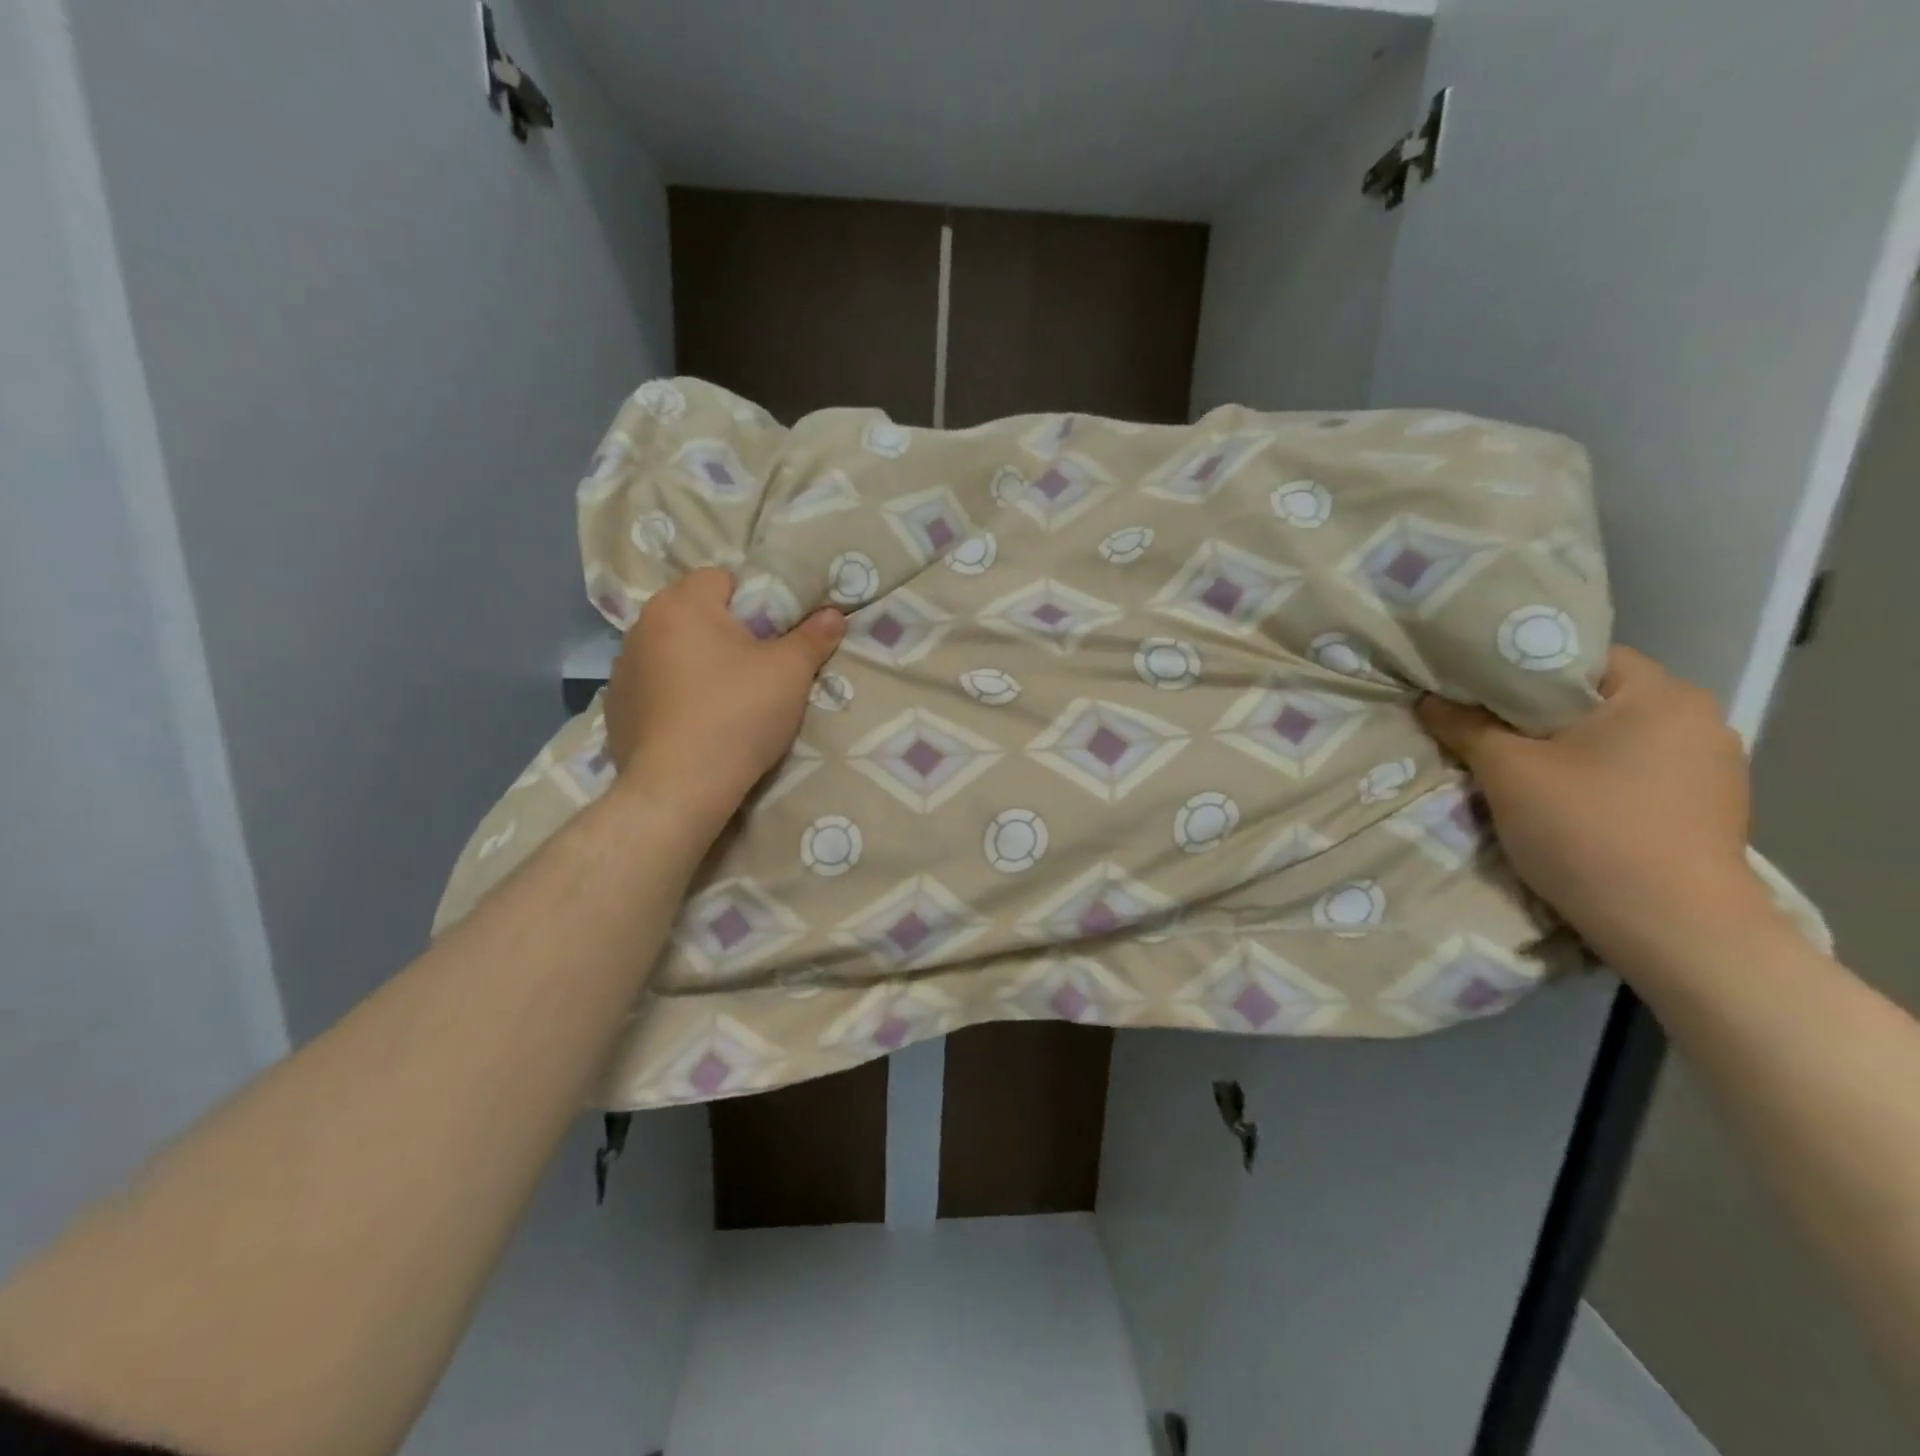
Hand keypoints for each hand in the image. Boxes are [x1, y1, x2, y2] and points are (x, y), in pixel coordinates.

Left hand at [603, 568, 843, 826]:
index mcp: (682, 604)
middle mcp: (642, 626)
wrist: (679, 787)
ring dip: (696, 663)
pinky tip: (695, 725)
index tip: (772, 635)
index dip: (753, 601)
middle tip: (756, 668)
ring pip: (672, 651)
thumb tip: (834, 614)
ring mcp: (623, 668)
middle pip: (695, 614)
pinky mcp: (616, 707)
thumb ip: (813, 637)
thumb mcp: (789, 673)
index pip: (721, 578)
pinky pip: (654, 687)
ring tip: (724, 700)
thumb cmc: (737, 714)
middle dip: (725, 632)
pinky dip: (674, 696)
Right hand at [1416, 646, 1769, 962]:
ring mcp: (1712, 765)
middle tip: (1482, 732)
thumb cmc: (1589, 831)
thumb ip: (1465, 726)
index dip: (1516, 670)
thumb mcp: (1507, 773)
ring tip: (1518, 772)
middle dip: (1535, 715)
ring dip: (1565, 749)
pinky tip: (1567, 804)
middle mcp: (1699, 718)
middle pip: (1593, 699)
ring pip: (1614, 738)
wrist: (1675, 930)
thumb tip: (1429, 698)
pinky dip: (1596, 778)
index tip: (1472, 691)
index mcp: (1660, 693)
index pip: (1575, 656)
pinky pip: (1635, 772)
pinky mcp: (1708, 807)